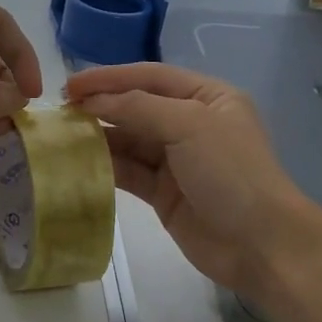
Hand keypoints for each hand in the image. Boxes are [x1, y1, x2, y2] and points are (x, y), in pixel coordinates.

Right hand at [66, 62, 321, 297]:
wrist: (261, 244)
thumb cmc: (231, 173)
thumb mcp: (189, 126)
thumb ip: (138, 108)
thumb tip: (92, 101)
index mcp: (207, 97)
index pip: (150, 76)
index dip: (110, 77)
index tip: (71, 84)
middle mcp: (191, 123)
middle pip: (137, 107)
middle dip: (101, 106)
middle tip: (60, 111)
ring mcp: (177, 160)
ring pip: (129, 140)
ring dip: (99, 137)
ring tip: (63, 136)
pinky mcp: (163, 193)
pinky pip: (129, 172)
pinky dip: (106, 166)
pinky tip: (79, 163)